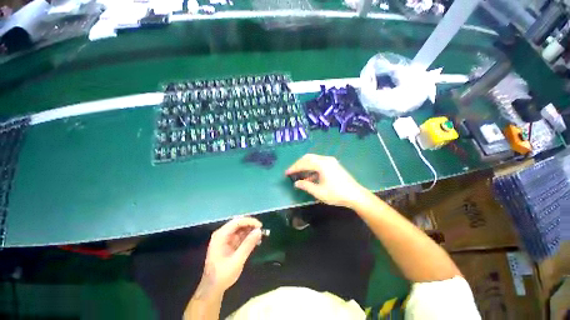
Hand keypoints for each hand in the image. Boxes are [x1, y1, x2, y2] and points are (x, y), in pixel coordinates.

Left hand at [197, 217, 261, 297]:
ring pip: (240, 229)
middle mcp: (222, 234)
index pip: (237, 222)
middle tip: (261, 231)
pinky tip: (255, 241)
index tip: (260, 226)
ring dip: (250, 231)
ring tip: (260, 236)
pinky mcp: (229, 243)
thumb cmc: (223, 275)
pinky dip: (248, 237)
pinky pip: (240, 236)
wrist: (212, 289)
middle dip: (250, 225)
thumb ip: (248, 244)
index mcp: (221, 236)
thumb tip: (259, 230)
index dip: (249, 221)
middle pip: (239, 223)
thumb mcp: (237, 260)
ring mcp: (225, 238)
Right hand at [286, 154, 367, 207]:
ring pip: (313, 160)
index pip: (304, 163)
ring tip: (299, 175)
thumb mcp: (319, 192)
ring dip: (305, 166)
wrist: (356, 195)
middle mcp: (326, 159)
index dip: (294, 168)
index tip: (286, 173)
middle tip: (292, 171)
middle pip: (308, 158)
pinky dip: (312, 169)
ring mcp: (330, 161)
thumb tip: (296, 183)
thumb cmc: (336, 194)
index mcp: (322, 164)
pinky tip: (309, 177)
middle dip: (299, 164)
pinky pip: (319, 163)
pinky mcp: (333, 165)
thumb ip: (306, 186)